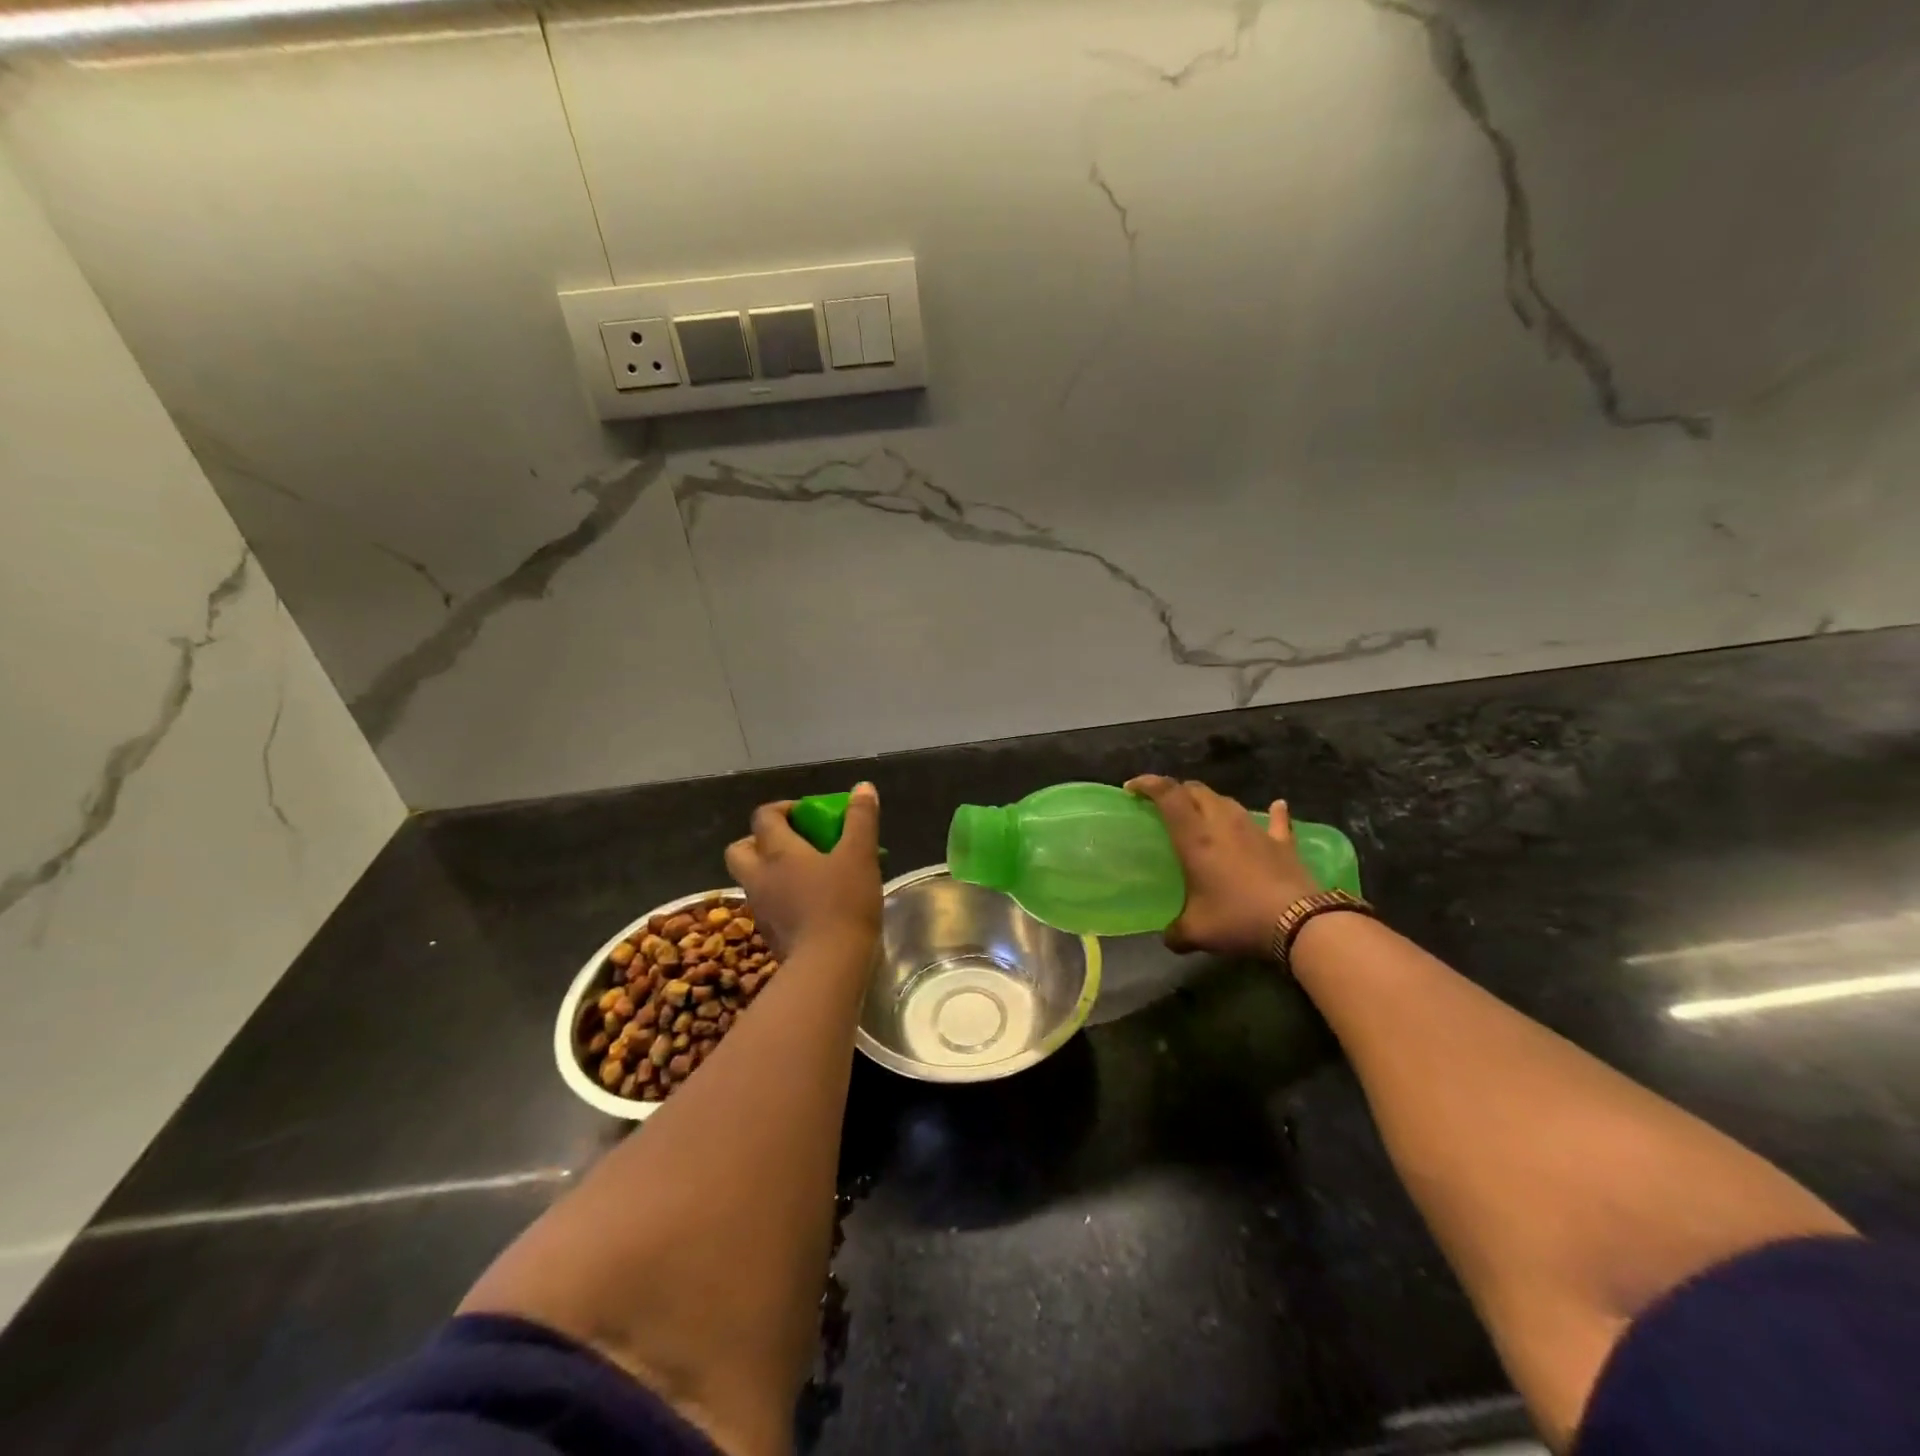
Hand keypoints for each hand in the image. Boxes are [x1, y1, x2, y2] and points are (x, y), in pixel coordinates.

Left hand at [724, 783, 882, 956]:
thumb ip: (861, 819)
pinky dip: (780, 898)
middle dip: (760, 840)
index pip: (764, 817)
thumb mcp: (861, 855)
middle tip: (793, 843)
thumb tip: (863, 787)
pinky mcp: (769, 935)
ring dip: (770, 871)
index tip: (808, 813)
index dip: (783, 809)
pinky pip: (766, 906)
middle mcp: (759, 877)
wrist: (828, 967)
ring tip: (806, 875)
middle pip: (740, 849)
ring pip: (752, 880)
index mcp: (778, 852)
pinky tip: (809, 906)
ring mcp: (760, 909)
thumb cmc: (844, 903)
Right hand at [1125, 775, 1319, 958]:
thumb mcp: (1197, 932)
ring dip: (1211, 803)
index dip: (1147, 784)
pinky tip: (1278, 806)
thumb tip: (1169, 938)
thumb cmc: (1239, 918)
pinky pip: (1276, 820)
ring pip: (1228, 801)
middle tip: (1165, 806)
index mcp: (1195, 837)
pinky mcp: (1283, 843)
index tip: (1132, 789)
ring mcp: (1255, 829)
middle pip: (1196, 790)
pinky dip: (1273, 813)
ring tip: (1204, 815)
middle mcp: (1222, 823)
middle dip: (1177, 791)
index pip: (1167, 795)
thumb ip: (1176, 932)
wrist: (1299, 923)